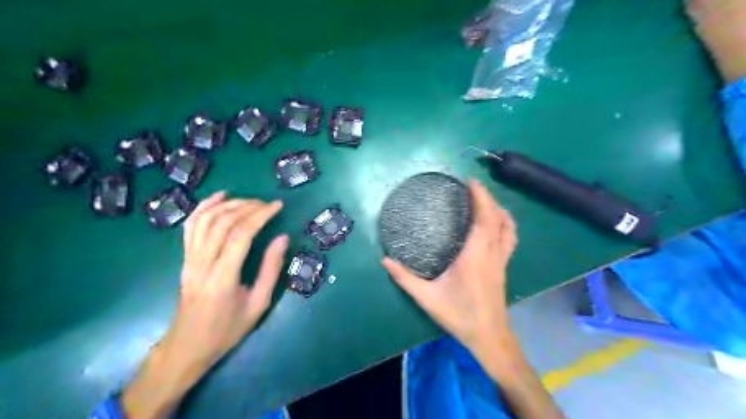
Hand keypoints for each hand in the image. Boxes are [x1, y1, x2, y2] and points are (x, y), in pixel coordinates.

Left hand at [168, 191, 287, 367]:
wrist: (187, 346)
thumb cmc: (227, 329)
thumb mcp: (259, 304)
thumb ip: (271, 269)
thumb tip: (282, 238)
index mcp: (223, 277)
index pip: (241, 234)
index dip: (260, 215)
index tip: (277, 205)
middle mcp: (202, 263)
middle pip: (222, 223)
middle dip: (248, 207)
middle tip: (268, 204)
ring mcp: (189, 259)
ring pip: (205, 220)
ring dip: (228, 204)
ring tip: (249, 200)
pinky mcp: (184, 258)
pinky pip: (191, 226)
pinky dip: (204, 207)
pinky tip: (219, 197)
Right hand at [381, 179, 517, 364]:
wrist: (488, 336)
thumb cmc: (459, 315)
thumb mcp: (427, 297)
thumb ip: (404, 278)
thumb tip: (384, 260)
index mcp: (475, 255)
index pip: (484, 219)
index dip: (481, 197)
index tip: (471, 182)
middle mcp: (492, 253)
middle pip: (498, 218)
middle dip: (488, 198)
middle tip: (473, 187)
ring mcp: (501, 260)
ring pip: (509, 228)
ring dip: (500, 210)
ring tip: (485, 201)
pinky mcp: (504, 266)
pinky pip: (510, 238)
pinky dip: (505, 224)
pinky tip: (496, 224)